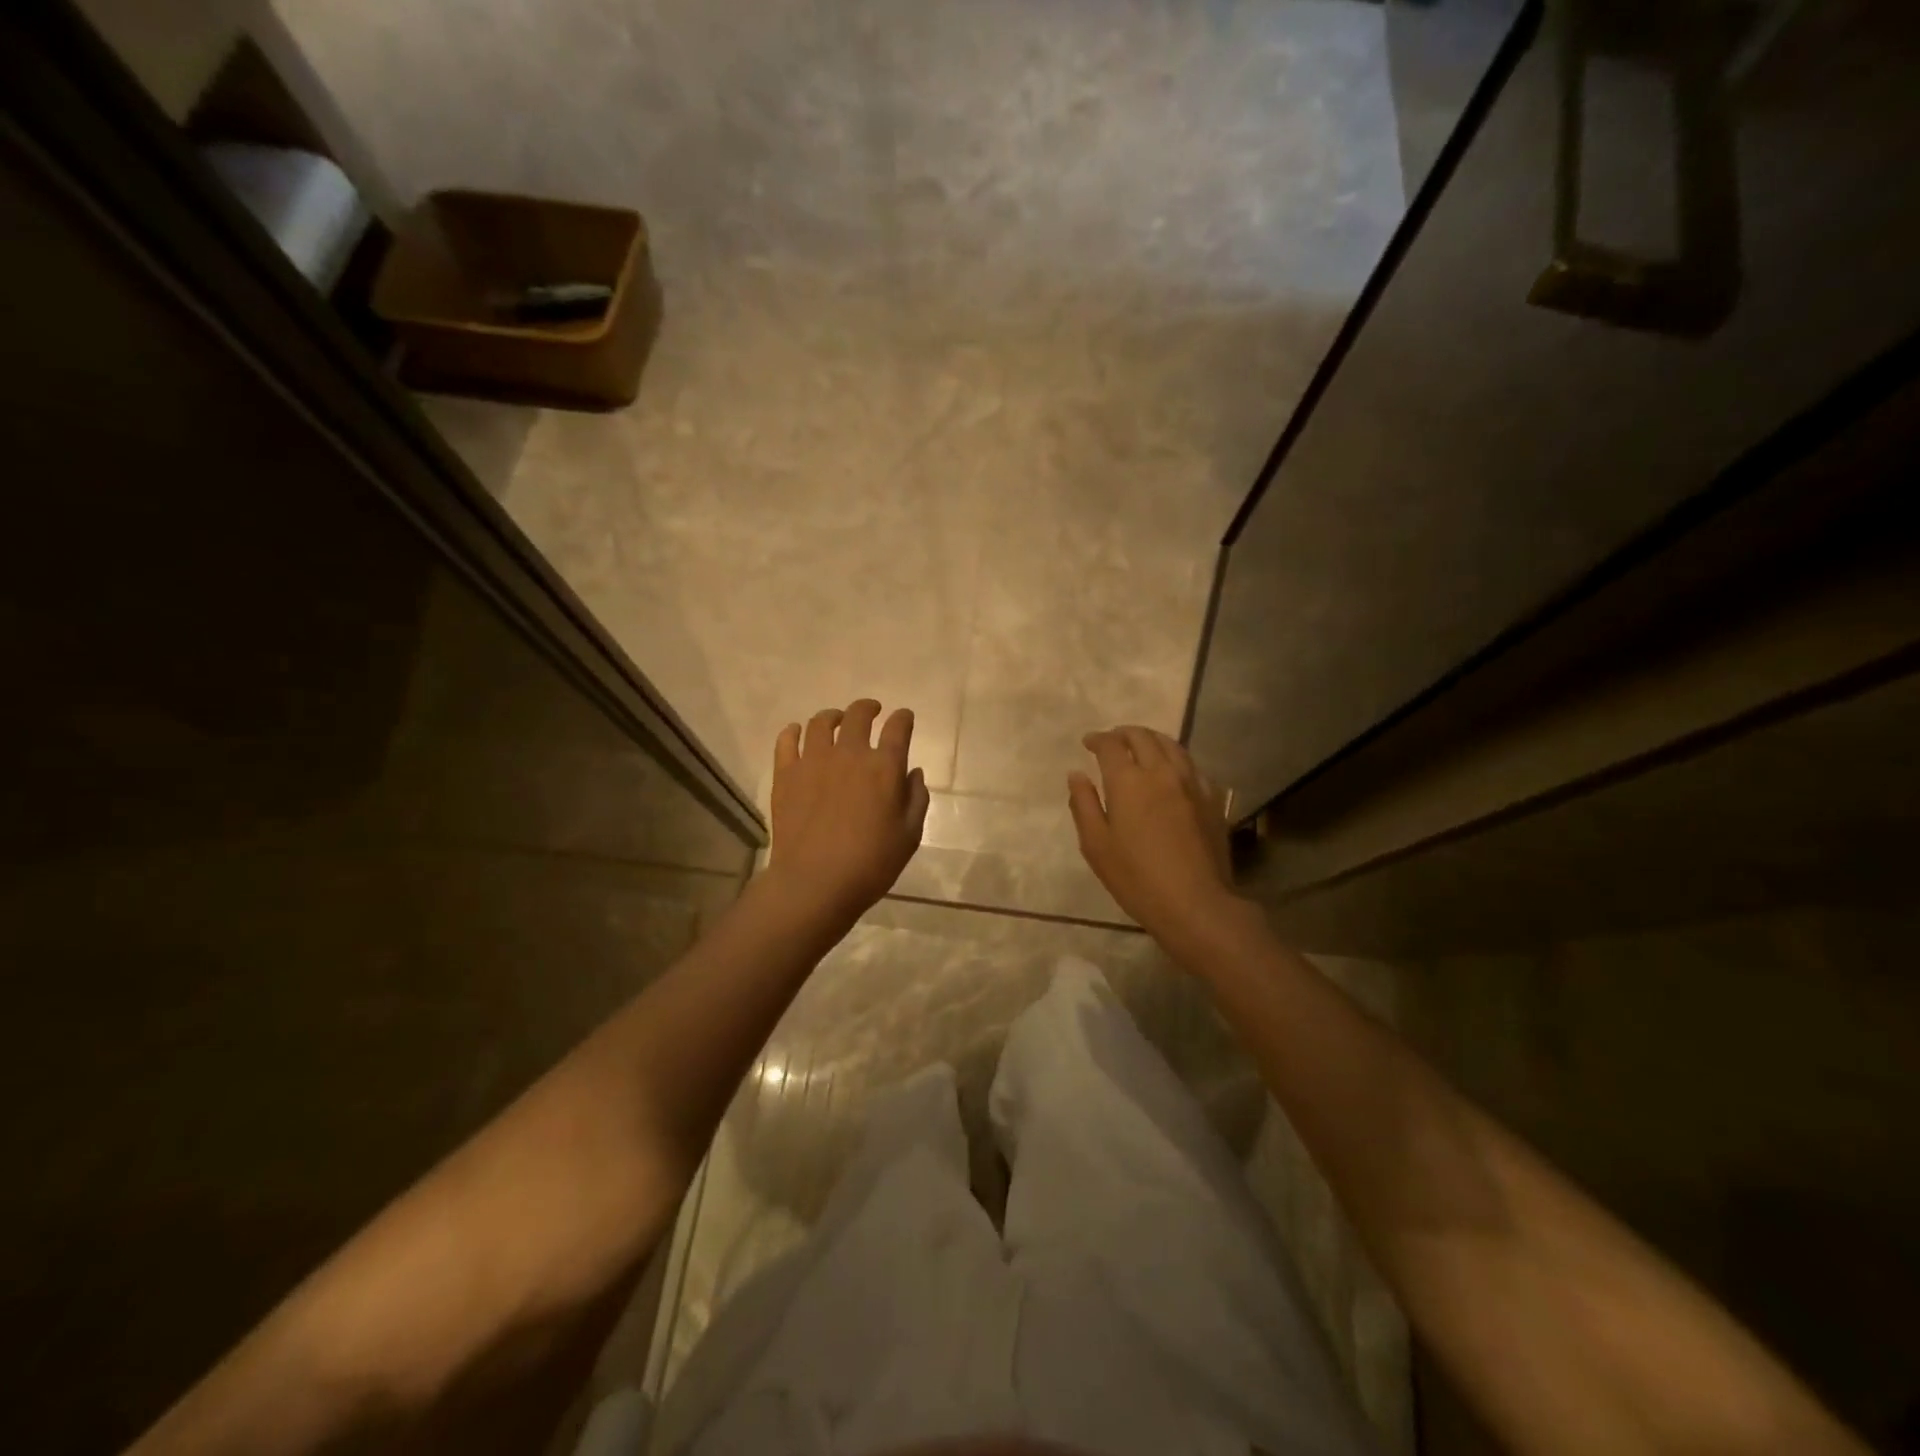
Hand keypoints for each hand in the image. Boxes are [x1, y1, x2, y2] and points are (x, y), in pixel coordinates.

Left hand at [768, 699, 929, 922]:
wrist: (815, 882)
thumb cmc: (872, 863)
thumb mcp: (910, 835)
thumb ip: (916, 798)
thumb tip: (913, 773)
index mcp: (884, 767)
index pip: (898, 728)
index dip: (903, 718)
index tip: (904, 718)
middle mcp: (849, 753)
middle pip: (858, 715)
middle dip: (868, 708)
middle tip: (872, 711)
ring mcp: (813, 760)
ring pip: (820, 722)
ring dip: (833, 716)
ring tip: (836, 721)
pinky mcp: (786, 774)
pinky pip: (787, 740)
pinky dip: (793, 732)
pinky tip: (797, 734)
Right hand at [1069, 726, 1243, 950]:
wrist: (1196, 903)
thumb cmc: (1137, 878)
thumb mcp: (1096, 845)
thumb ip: (1083, 804)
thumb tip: (1076, 774)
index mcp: (1128, 781)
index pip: (1111, 745)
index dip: (1097, 739)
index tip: (1088, 742)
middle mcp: (1161, 772)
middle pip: (1143, 737)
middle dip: (1124, 733)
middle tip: (1112, 740)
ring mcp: (1192, 783)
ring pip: (1172, 745)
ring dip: (1152, 739)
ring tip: (1141, 746)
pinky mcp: (1212, 799)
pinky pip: (1192, 766)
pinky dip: (1175, 759)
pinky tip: (1172, 771)